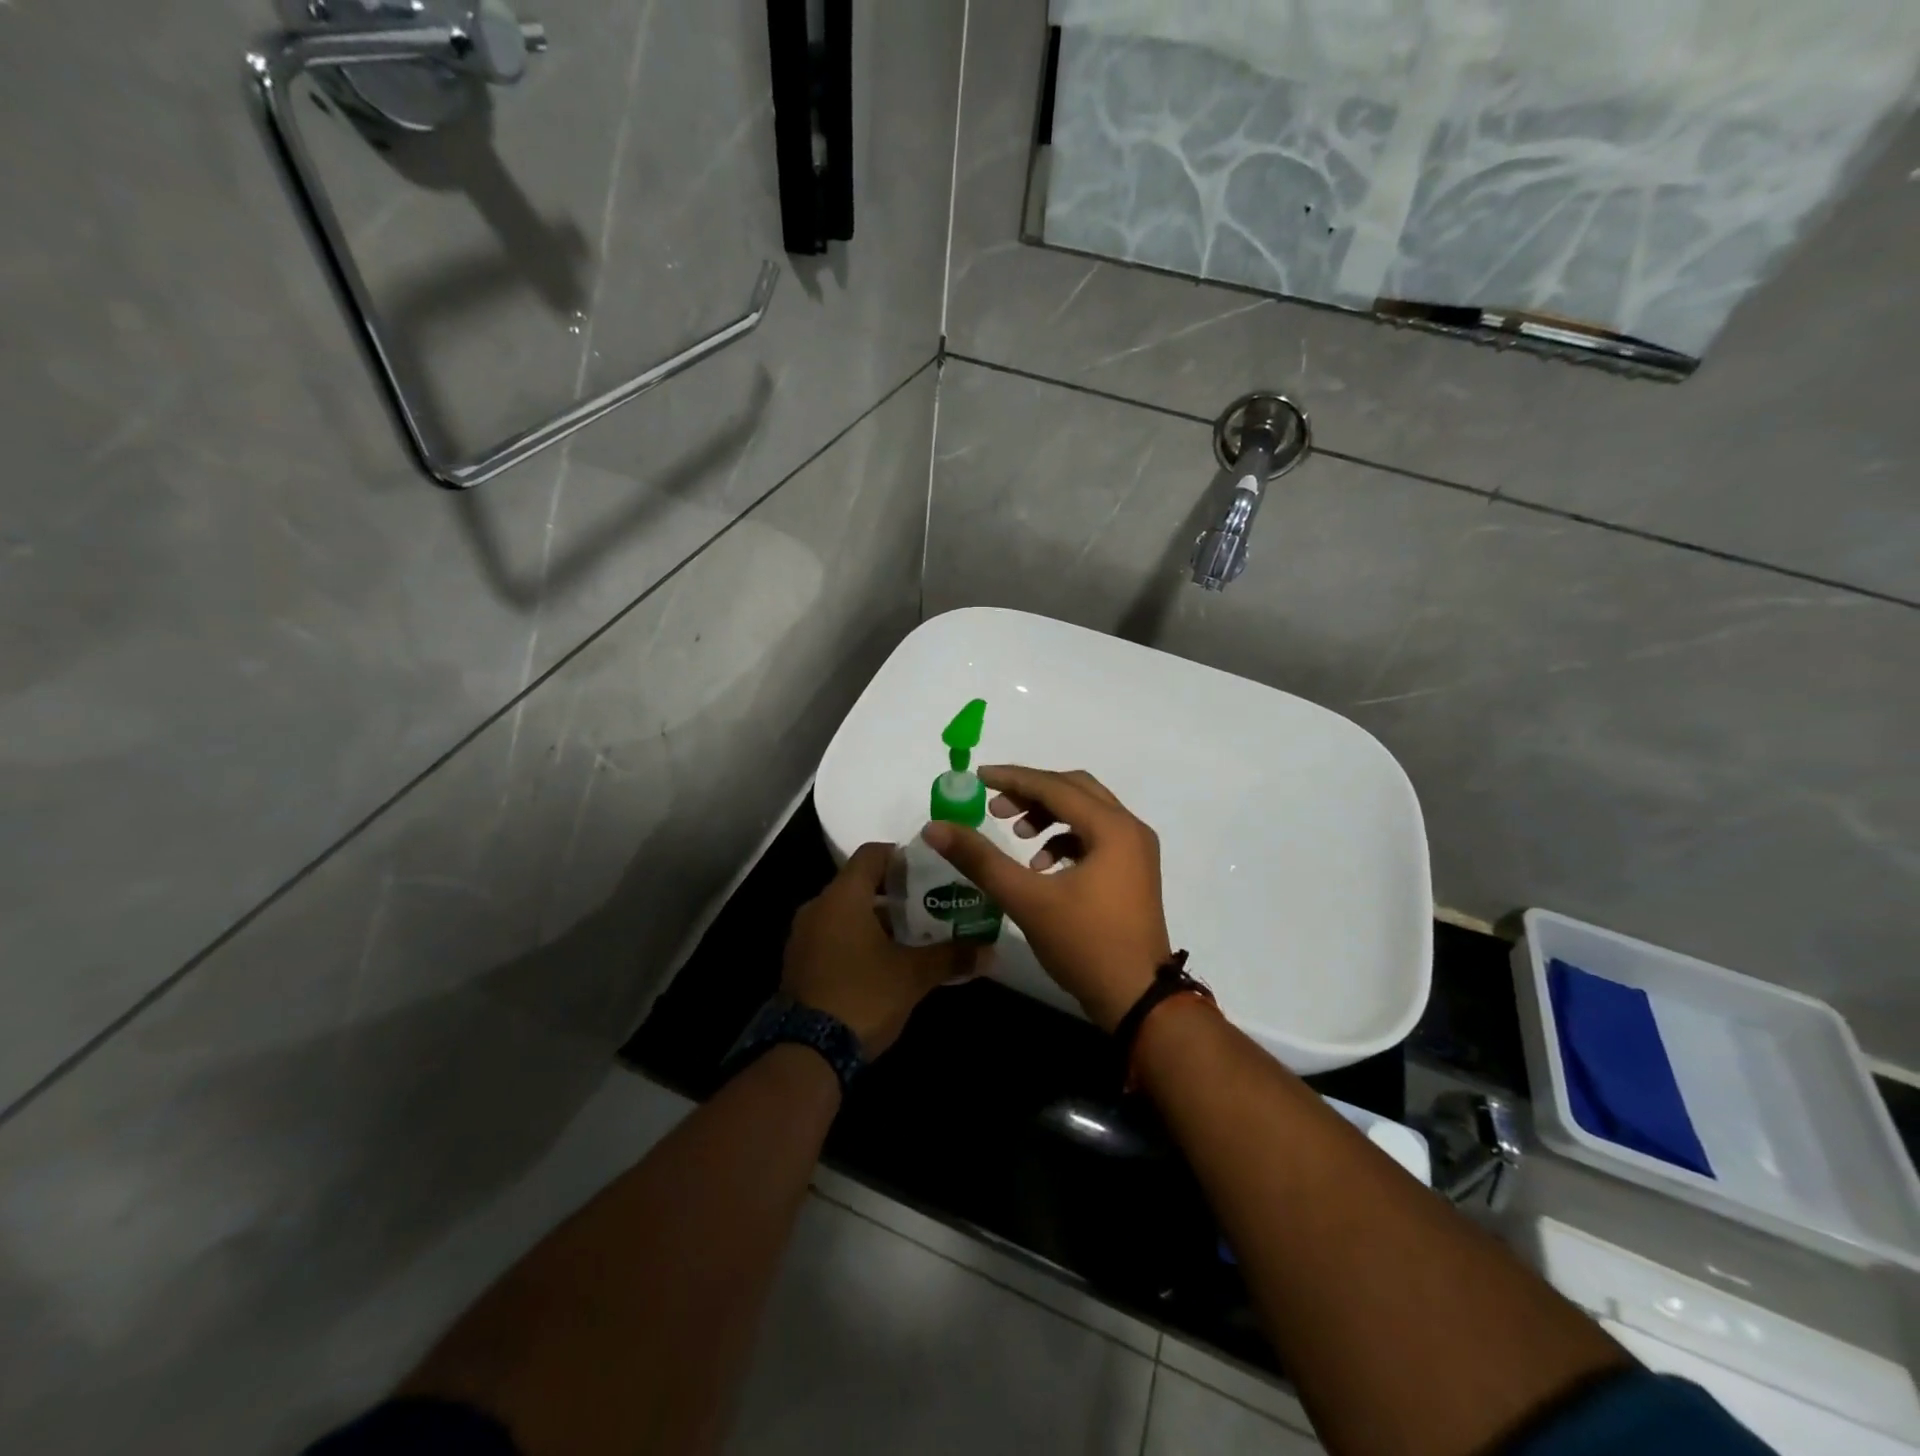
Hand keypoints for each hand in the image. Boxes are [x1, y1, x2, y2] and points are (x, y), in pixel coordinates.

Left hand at [782, 842, 979, 1056]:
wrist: (806, 1054)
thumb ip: (951, 956)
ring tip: (913, 936)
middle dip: (896, 893)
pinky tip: (884, 962)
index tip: (930, 871)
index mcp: (843, 896)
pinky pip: (833, 936)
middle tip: (930, 905)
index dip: (902, 856)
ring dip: (877, 919)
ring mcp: (804, 936)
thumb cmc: (863, 996)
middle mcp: (818, 907)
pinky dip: (858, 939)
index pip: (872, 853)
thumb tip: (990, 951)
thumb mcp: (914, 976)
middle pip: (860, 883)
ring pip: (846, 912)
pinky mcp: (799, 963)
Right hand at [921, 766, 1170, 1031]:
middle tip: (996, 809)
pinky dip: (1066, 840)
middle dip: (1032, 793)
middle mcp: (1131, 828)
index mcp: (1112, 827)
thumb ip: (980, 859)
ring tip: (1018, 837)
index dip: (1013, 778)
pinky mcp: (1134, 872)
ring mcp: (1137, 851)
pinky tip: (1041, 866)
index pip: (1054, 786)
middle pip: (1075, 790)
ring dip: (1050, 816)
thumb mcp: (1026, 899)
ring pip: (1087, 813)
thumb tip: (935, 827)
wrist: (1138, 1000)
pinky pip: (1096, 837)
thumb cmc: (1084, 944)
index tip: (977, 777)